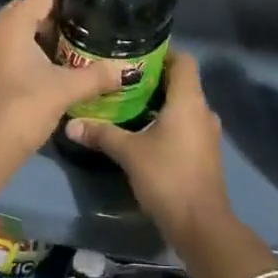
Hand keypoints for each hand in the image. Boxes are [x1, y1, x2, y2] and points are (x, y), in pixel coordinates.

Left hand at [0, 0, 124, 158]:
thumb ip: (96, 77)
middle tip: (81, 35)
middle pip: (27, 13)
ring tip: (66, 56)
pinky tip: (41, 77)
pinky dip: (22, 58)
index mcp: (11, 23)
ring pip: (14, 36)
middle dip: (54, 22)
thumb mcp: (66, 90)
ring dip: (37, 42)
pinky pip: (3, 54)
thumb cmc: (23, 108)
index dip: (68, 2)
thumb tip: (125, 71)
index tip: (90, 14)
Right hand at [65, 51, 227, 241]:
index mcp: (189, 100)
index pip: (183, 60)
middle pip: (182, 81)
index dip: (163, 52)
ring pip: (184, 105)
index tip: (136, 54)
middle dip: (154, 78)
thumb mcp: (129, 153)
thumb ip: (102, 134)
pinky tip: (144, 130)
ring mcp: (207, 133)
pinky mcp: (205, 152)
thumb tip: (70, 124)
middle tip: (123, 78)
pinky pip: (186, 124)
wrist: (201, 225)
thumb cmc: (167, 177)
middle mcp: (203, 110)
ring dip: (160, 101)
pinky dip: (168, 121)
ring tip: (129, 102)